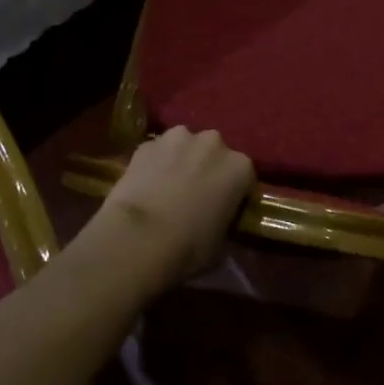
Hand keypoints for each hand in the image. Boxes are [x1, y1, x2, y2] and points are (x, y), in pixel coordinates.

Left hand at [89, 127, 253, 291]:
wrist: (139, 236)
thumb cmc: (189, 246)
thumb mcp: (220, 244)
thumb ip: (224, 223)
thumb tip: (216, 222)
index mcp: (240, 167)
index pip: (244, 178)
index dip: (234, 194)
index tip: (224, 210)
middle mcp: (213, 143)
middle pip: (215, 154)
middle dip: (208, 170)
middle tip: (195, 196)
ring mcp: (178, 138)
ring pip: (185, 146)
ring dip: (181, 160)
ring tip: (168, 187)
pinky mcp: (147, 144)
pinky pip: (158, 152)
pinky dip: (155, 163)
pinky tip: (146, 185)